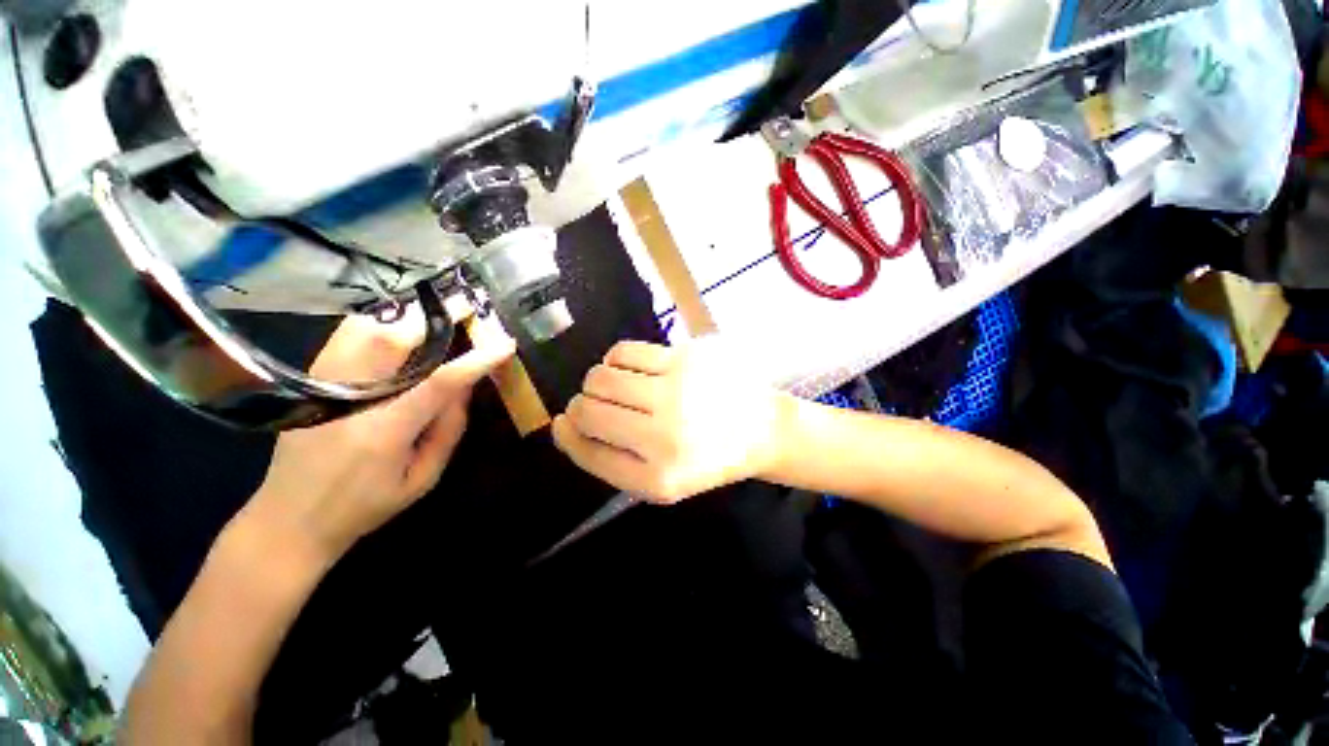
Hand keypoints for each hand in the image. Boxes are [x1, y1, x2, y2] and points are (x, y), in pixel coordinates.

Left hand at [248, 312, 514, 563]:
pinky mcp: (311, 379)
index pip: (438, 382)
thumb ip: (449, 428)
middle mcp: (350, 399)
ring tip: (436, 312)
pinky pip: (345, 334)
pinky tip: (399, 323)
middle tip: (467, 306)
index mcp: (384, 431)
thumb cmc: (367, 504)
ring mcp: (323, 385)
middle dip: (436, 318)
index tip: (504, 344)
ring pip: (364, 328)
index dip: (476, 360)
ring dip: (405, 315)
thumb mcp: (423, 477)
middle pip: (392, 340)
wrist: (291, 516)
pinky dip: (377, 320)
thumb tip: (466, 384)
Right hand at [552, 339, 787, 503]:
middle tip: (600, 406)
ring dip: (598, 382)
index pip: (588, 452)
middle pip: (588, 409)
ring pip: (600, 377)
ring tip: (620, 388)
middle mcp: (664, 436)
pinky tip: (633, 369)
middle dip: (583, 406)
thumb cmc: (706, 458)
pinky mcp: (686, 359)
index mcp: (657, 478)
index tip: (564, 423)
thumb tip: (564, 423)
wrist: (761, 430)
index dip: (567, 435)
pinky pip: (624, 352)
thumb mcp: (660, 480)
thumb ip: (611, 459)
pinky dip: (616, 360)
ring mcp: (677, 393)